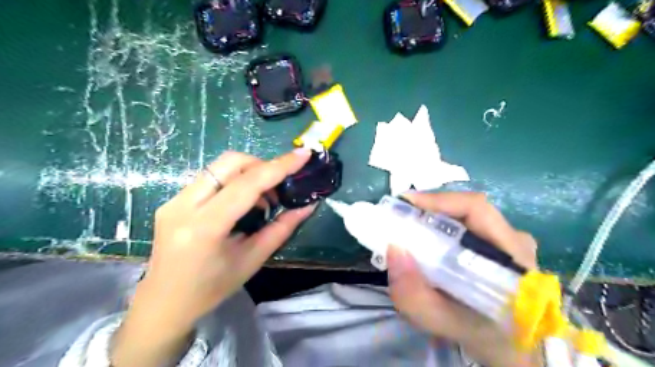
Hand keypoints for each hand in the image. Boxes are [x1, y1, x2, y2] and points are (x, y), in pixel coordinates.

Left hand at [111, 149, 315, 366]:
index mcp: (205, 227)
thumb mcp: (252, 260)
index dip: (279, 166)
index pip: (247, 184)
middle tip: (278, 187)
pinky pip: (210, 177)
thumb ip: (282, 229)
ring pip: (219, 166)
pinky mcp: (172, 200)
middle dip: (261, 165)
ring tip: (262, 199)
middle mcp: (183, 205)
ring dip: (248, 173)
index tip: (303, 154)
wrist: (163, 304)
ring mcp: (174, 200)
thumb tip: (307, 206)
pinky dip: (234, 181)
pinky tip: (242, 202)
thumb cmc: (211, 289)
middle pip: (229, 162)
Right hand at [388, 192, 537, 366]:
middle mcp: (514, 239)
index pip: (476, 209)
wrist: (516, 351)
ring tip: (408, 226)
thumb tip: (393, 249)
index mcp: (511, 255)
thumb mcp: (445, 323)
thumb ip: (415, 296)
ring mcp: (509, 241)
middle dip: (429, 209)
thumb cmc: (486, 338)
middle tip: (399, 216)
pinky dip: (442, 228)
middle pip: (467, 209)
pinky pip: (467, 226)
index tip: (404, 203)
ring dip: (434, 217)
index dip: (438, 200)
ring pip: (466, 216)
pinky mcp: (501, 246)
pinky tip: (427, 240)